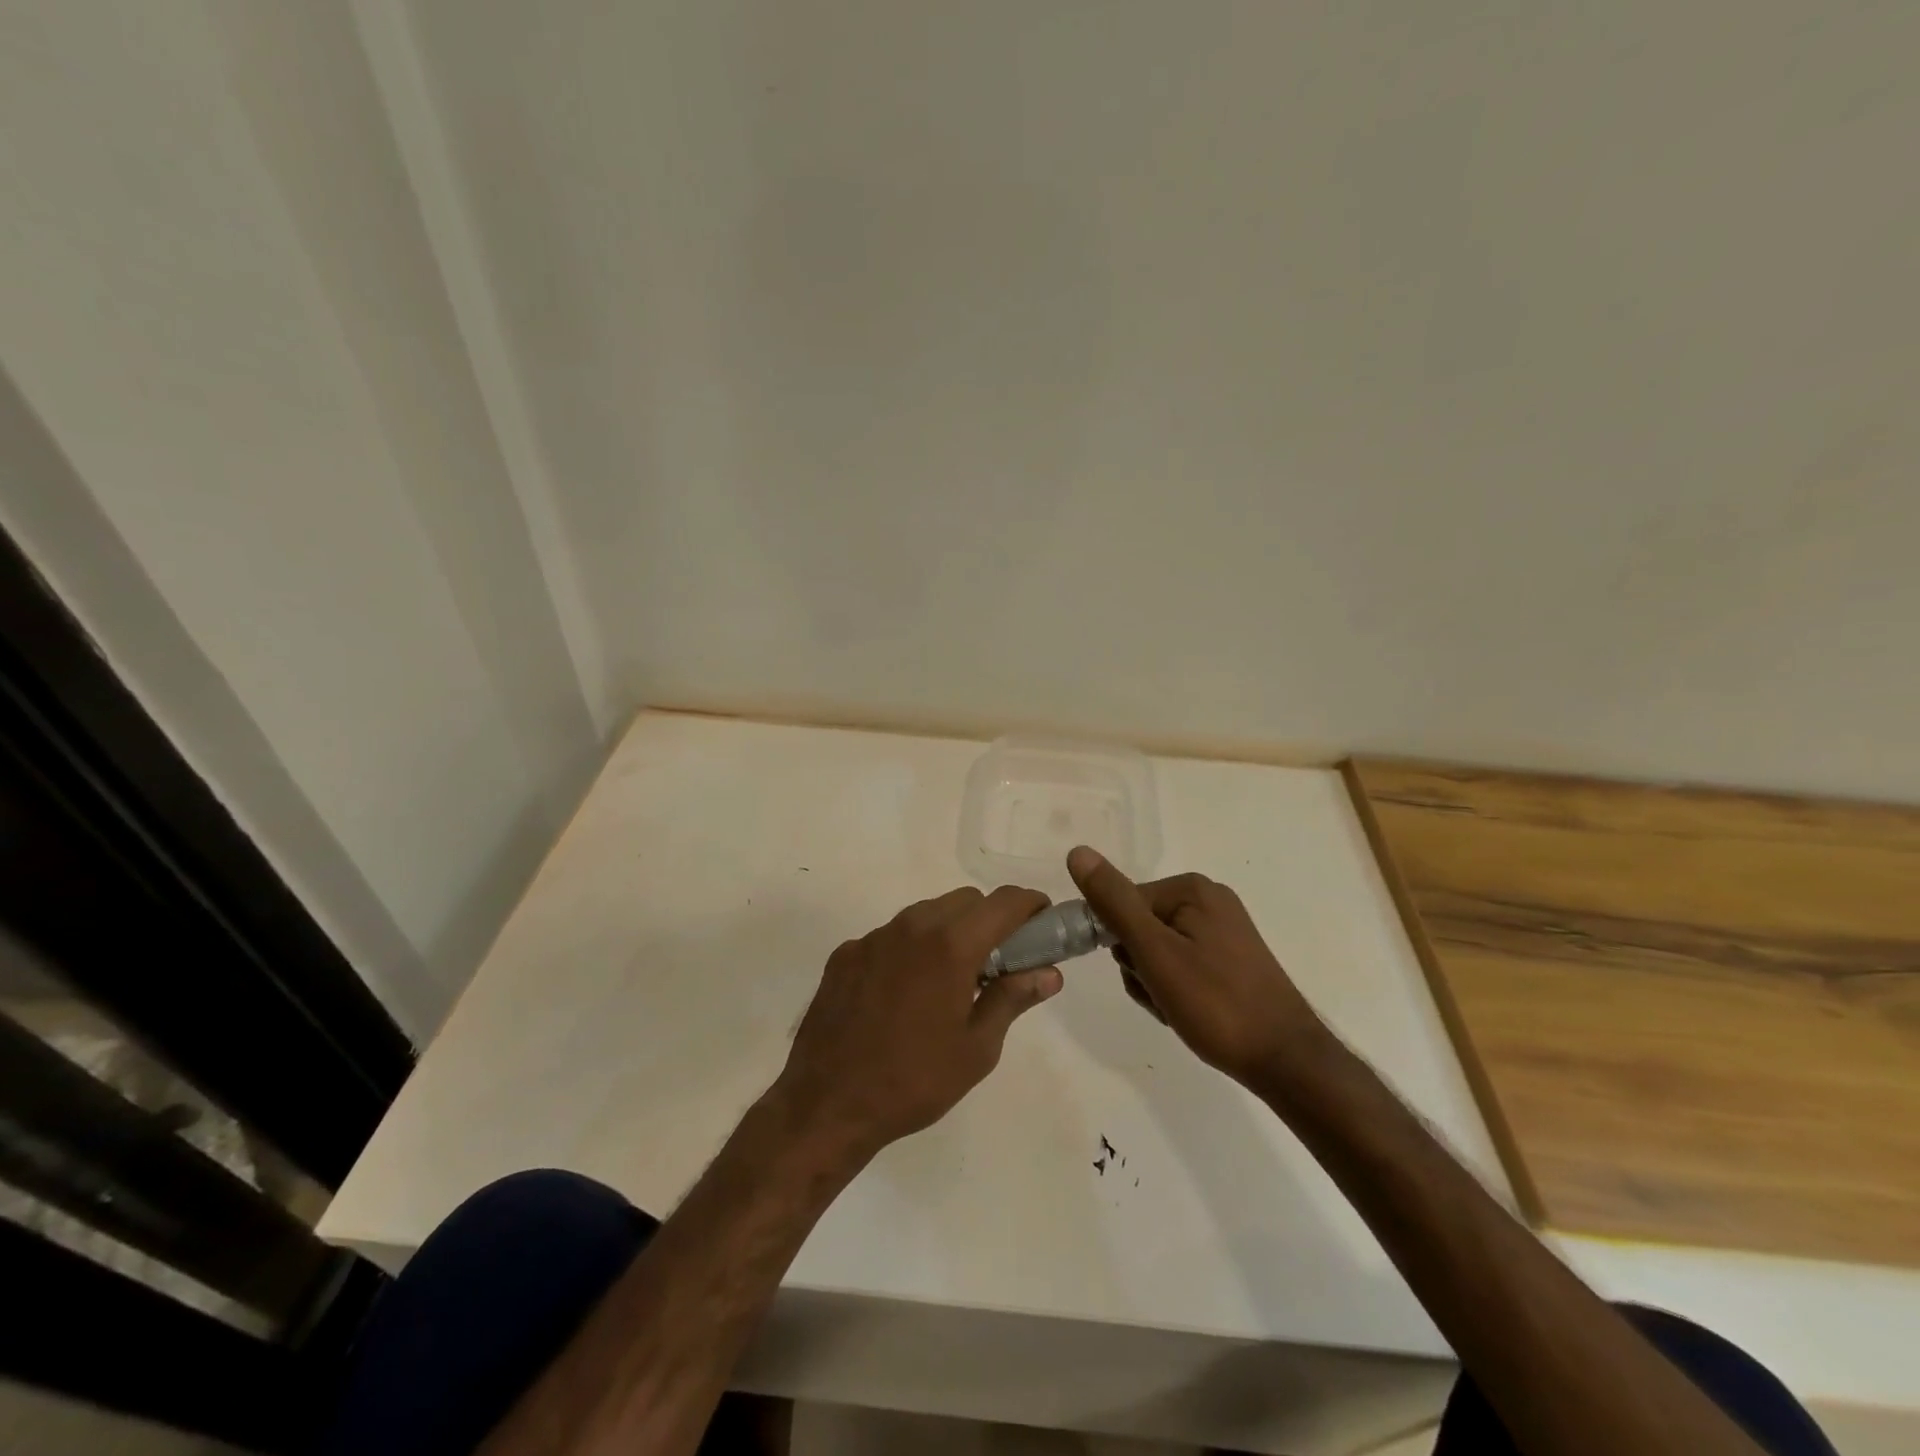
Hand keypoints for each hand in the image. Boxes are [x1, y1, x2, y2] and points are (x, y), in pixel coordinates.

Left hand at [772, 886, 1063, 1161]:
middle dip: (990, 919)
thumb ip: (1013, 999)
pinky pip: (890, 936)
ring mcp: (874, 937)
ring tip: (949, 981)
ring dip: (948, 932)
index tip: (1041, 923)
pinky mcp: (845, 953)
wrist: (827, 1104)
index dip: (1030, 905)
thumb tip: (1049, 973)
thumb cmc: (914, 1081)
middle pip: (965, 900)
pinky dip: (909, 950)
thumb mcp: (977, 1049)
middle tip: (998, 962)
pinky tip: (903, 994)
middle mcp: (912, 926)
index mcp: (951, 945)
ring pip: (926, 914)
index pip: (1003, 901)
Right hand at [1067, 846, 1322, 1089]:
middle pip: (1139, 927)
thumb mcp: (1155, 952)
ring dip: (1155, 983)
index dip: (1121, 945)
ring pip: (1156, 951)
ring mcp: (1222, 930)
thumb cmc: (1216, 1005)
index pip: (1123, 904)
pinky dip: (1176, 989)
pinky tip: (1191, 1012)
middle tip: (1163, 996)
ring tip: (1179, 1009)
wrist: (1286, 1061)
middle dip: (1140, 967)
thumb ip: (1114, 903)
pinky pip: (1181, 964)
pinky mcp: (1230, 957)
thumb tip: (1077, 852)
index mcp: (1191, 889)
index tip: (1143, 977)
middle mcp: (1208, 899)